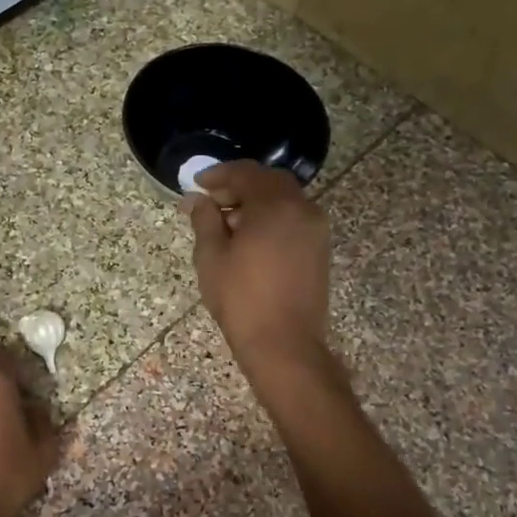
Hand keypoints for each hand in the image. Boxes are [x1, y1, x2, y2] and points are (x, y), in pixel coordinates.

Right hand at [182, 161, 331, 376]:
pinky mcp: (319, 249)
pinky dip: (271, 218)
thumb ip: (205, 220)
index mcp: (275, 206)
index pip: (246, 173)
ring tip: (227, 225)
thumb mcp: (211, 257)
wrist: (284, 344)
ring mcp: (315, 229)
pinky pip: (294, 219)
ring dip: (256, 203)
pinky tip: (250, 240)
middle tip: (212, 202)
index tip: (197, 184)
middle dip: (239, 186)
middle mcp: (302, 209)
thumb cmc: (241, 299)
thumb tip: (198, 200)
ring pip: (284, 200)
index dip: (219, 174)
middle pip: (269, 182)